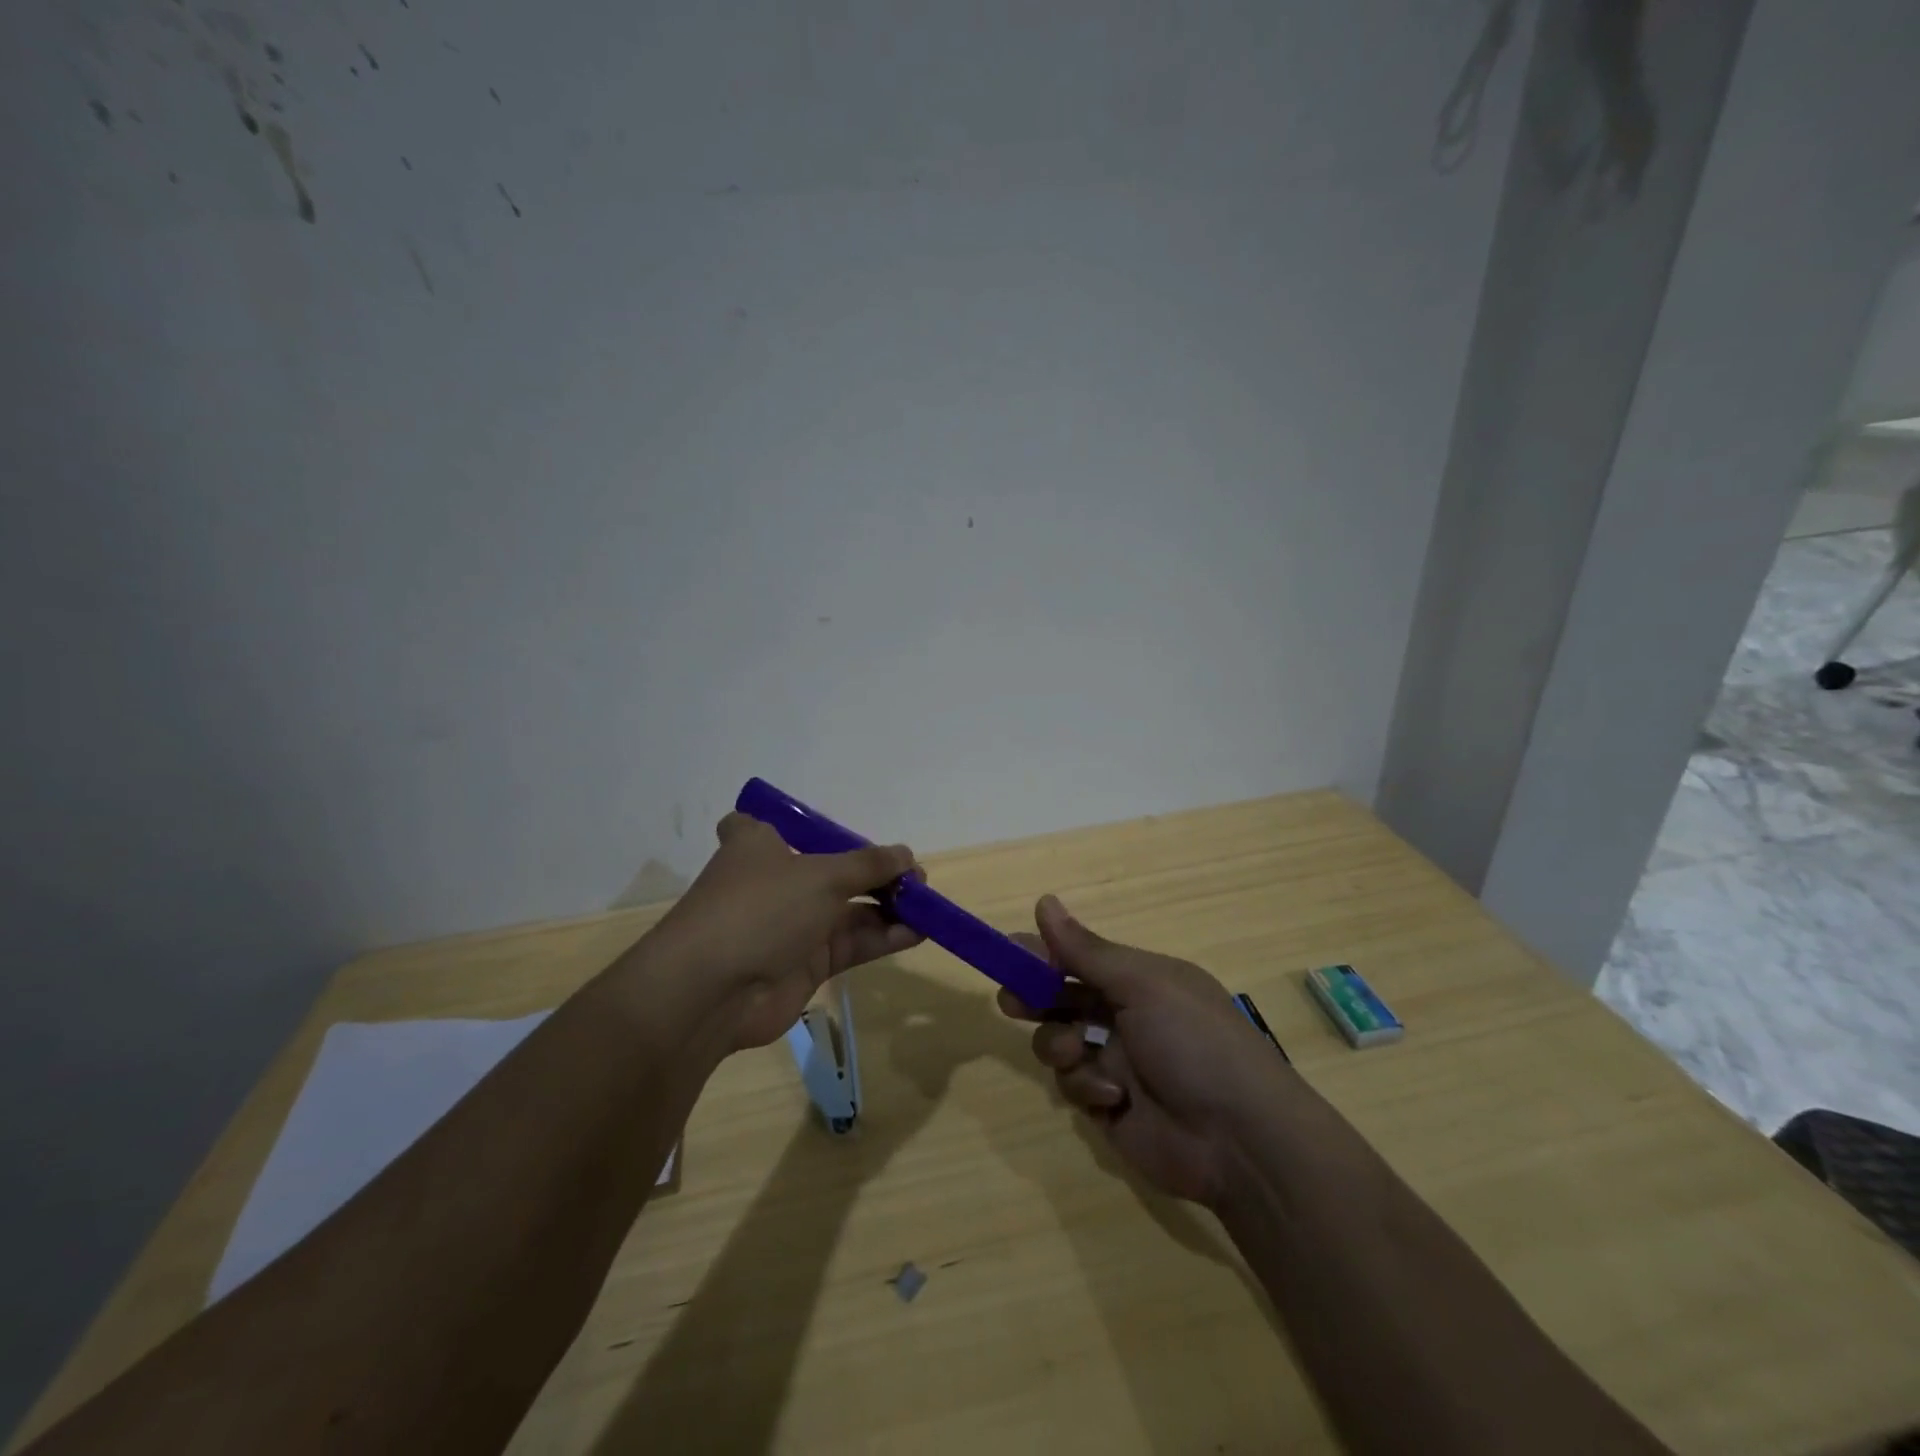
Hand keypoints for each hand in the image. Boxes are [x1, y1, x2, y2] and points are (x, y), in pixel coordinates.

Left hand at [649, 813, 922, 1049]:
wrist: (712, 992)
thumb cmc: (761, 908)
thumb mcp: (822, 875)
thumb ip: (869, 865)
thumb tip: (906, 854)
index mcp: (760, 844)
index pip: (769, 825)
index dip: (800, 828)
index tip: (833, 834)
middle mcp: (774, 881)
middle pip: (831, 870)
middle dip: (874, 873)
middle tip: (914, 879)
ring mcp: (789, 925)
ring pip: (846, 910)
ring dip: (886, 906)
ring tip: (927, 904)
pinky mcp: (804, 964)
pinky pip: (851, 943)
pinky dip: (882, 936)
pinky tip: (918, 931)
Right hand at [999, 896, 1292, 1206]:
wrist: (1240, 1140)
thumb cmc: (1194, 1043)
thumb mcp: (1142, 985)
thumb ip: (1086, 951)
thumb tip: (1044, 901)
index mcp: (1141, 980)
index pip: (1081, 957)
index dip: (1044, 954)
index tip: (1008, 952)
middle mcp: (1126, 1016)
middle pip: (1063, 999)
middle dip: (1036, 998)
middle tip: (1012, 1001)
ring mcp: (1117, 1062)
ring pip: (1059, 1042)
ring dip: (1060, 1045)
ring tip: (1076, 1052)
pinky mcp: (1109, 1106)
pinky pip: (1073, 1086)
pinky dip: (1087, 1087)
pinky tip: (1113, 1097)